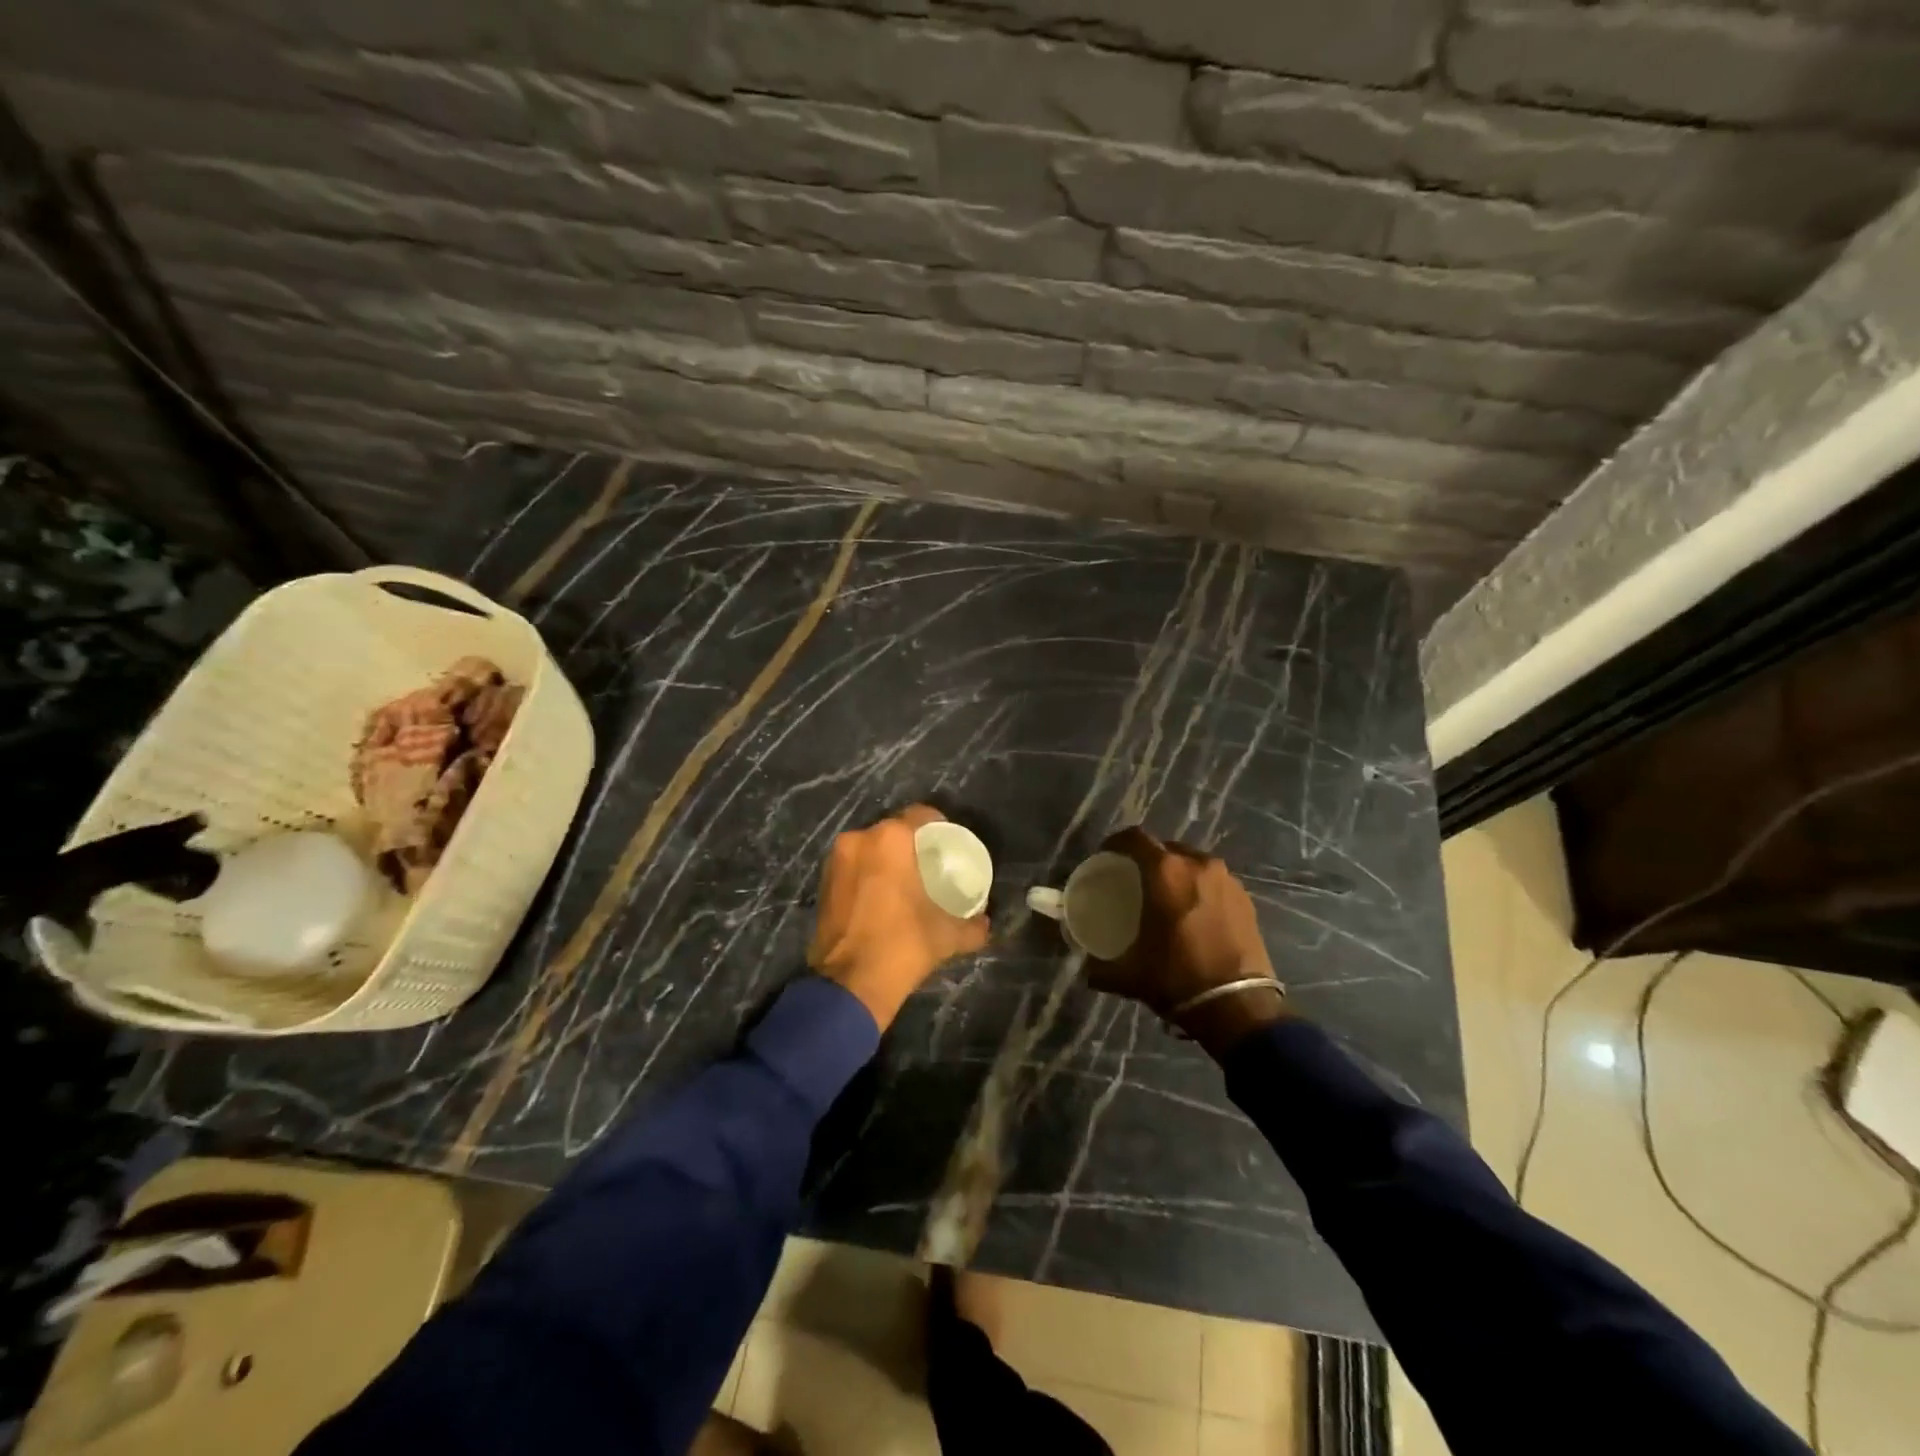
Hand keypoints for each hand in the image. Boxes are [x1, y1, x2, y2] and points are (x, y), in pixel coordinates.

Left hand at [809, 805, 989, 1029]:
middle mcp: (859, 839)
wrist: (850, 984)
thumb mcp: (949, 935)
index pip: (921, 815)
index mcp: (890, 839)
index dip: (939, 827)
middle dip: (911, 843)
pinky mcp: (822, 883)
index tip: (950, 845)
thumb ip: (973, 925)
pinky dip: (868, 875)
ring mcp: (836, 861)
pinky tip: (883, 896)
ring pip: (870, 848)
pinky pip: (853, 867)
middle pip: (893, 830)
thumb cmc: (903, 945)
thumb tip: (985, 923)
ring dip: (887, 859)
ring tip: (906, 880)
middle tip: (930, 863)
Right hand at [1083, 826, 1286, 1056]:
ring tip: (1167, 896)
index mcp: (1166, 871)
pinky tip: (1194, 913)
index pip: (1134, 838)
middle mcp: (1197, 864)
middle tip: (1136, 880)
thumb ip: (1099, 967)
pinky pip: (1214, 882)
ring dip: (1177, 873)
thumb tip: (1085, 969)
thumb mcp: (1128, 974)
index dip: (1116, 843)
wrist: (1238, 1007)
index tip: (1106, 856)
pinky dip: (1200, 889)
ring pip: (1193, 863)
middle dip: (1148, 859)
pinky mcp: (1246, 898)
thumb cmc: (1177, 978)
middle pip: (1165, 848)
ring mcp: (1226, 879)